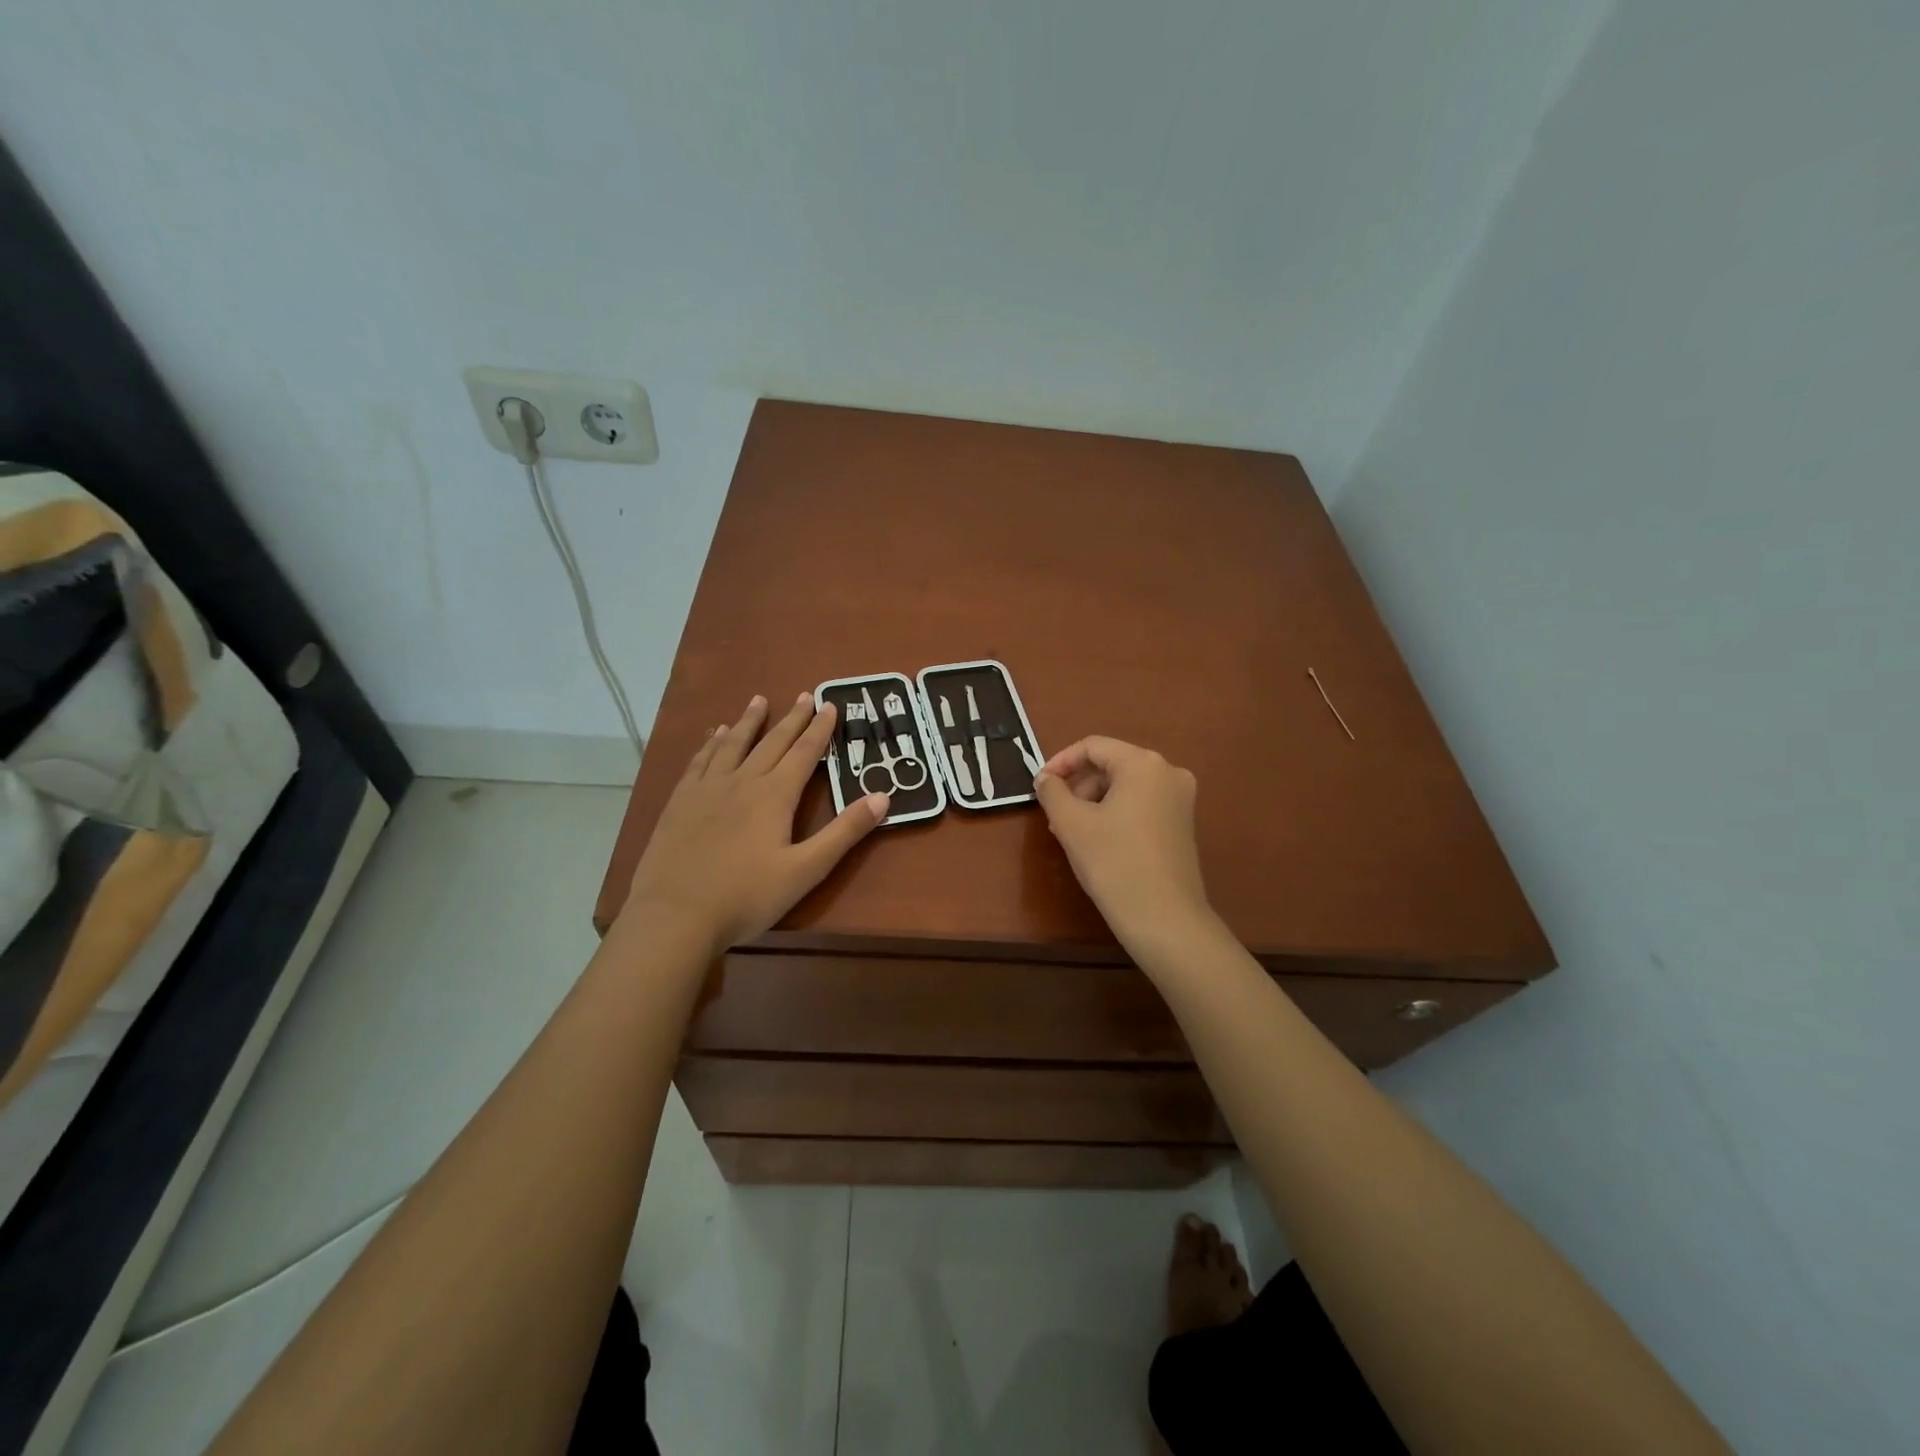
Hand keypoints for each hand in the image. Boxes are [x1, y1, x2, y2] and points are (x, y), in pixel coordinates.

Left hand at [622, 692, 887, 953]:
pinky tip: (715, 735)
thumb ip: (844, 832)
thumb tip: (883, 796)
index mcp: (775, 795)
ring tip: (759, 700)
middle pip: (772, 742)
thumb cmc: (746, 896)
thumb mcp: (806, 870)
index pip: (804, 753)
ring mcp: (707, 789)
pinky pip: (700, 761)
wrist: (674, 915)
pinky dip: (712, 743)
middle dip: (792, 719)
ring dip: (749, 721)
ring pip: (733, 744)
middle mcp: (742, 781)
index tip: (830, 705)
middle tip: (805, 695)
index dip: (820, 729)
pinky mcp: (680, 801)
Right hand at [1033, 736, 1213, 952]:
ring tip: (1070, 832)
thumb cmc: (1114, 863)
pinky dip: (1115, 814)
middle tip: (1053, 814)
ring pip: (1125, 787)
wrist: (1165, 919)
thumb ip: (1053, 792)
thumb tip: (1045, 778)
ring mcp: (1180, 800)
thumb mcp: (1071, 824)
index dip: (1060, 762)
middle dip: (1078, 785)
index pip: (1093, 747)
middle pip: (1111, 765)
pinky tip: (1096, 841)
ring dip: (1093, 801)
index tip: (1039, 786)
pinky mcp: (1182, 824)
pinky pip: (1141, 805)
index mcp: (1143, 764)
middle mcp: (1168, 773)